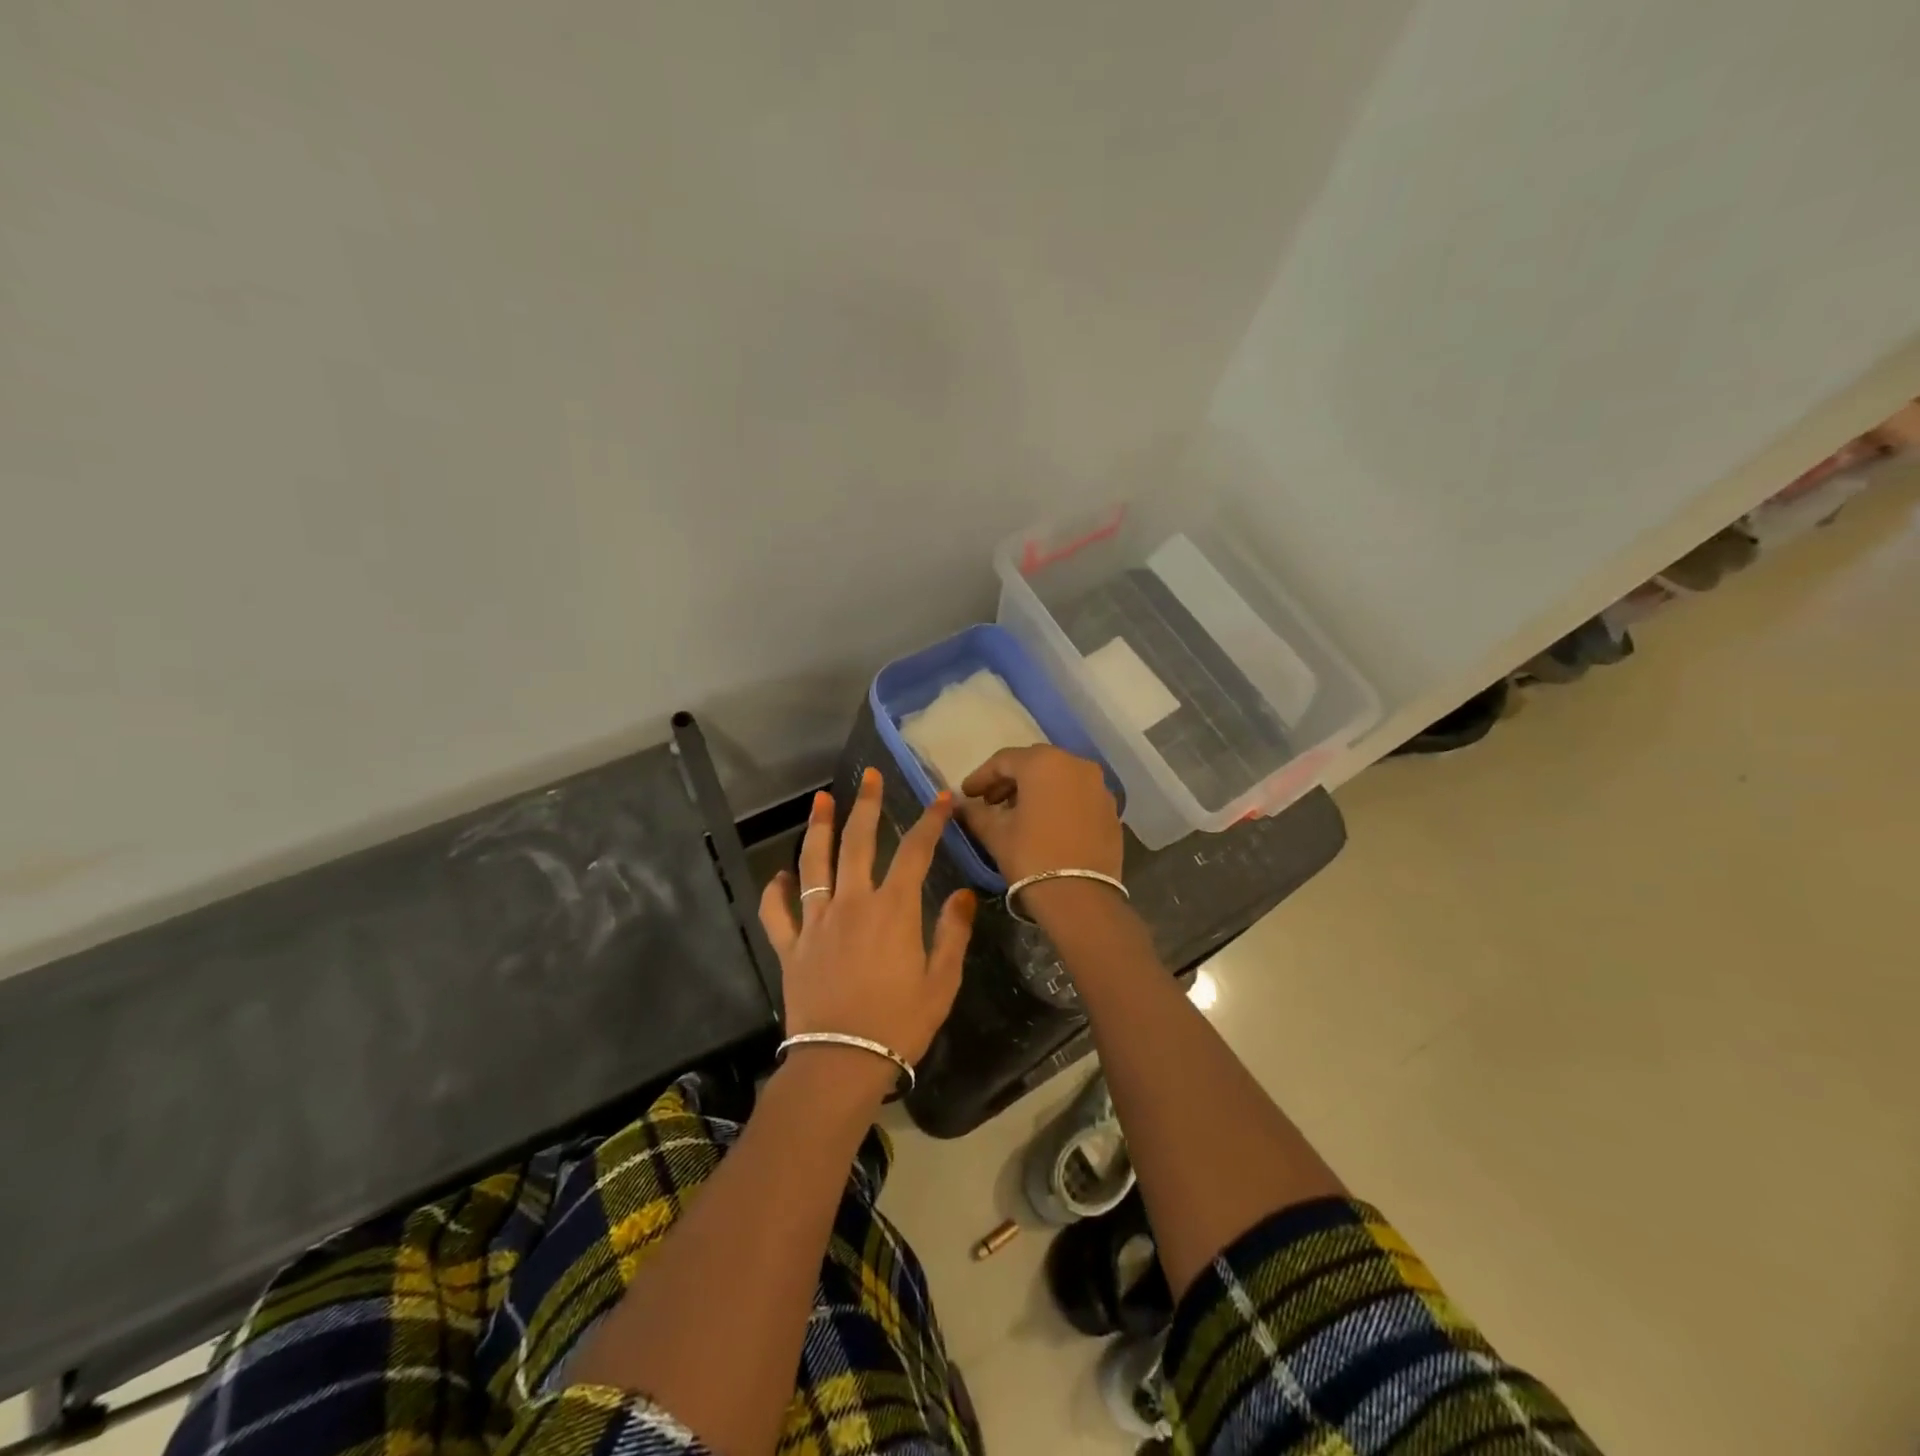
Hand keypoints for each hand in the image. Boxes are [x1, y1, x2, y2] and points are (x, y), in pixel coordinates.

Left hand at [759, 767, 976, 1075]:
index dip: (930, 821)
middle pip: (858, 843)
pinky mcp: (790, 946)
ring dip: (818, 829)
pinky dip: (776, 889)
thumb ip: (953, 933)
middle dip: (866, 805)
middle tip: (869, 776)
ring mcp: (816, 922)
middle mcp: (853, 904)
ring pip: (814, 864)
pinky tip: (781, 874)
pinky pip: (778, 911)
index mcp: (894, 910)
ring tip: (821, 801)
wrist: (841, 1063)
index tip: (941, 797)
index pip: (915, 852)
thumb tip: (962, 893)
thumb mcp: (942, 982)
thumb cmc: (899, 1024)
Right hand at [957, 745, 1124, 884]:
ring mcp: (1098, 786)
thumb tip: (961, 805)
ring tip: (1016, 814)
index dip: (981, 777)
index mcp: (1044, 762)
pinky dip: (1058, 802)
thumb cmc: (1031, 856)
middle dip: (1009, 781)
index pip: (1003, 760)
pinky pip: (1077, 796)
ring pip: (1059, 778)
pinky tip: (1045, 824)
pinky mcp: (1110, 809)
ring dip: (1035, 790)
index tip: (967, 794)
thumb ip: (975, 812)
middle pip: (1034, 764)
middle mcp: (1075, 764)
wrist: (1081, 897)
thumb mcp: (996, 833)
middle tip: (989, 802)